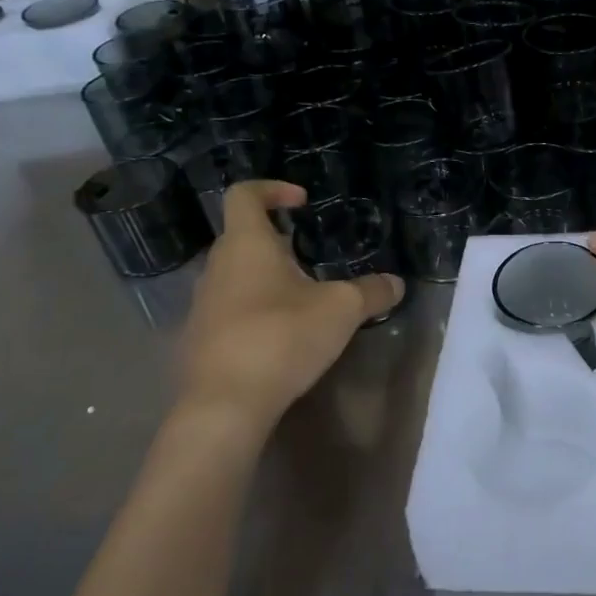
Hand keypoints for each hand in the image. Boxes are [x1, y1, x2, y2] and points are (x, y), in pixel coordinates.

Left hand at [174, 180, 403, 446]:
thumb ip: (372, 291)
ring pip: (236, 275)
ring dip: (268, 278)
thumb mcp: (342, 310)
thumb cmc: (281, 338)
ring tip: (304, 301)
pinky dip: (256, 311)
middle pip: (242, 236)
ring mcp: (202, 305)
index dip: (272, 189)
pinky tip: (283, 337)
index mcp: (246, 245)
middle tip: (313, 258)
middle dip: (279, 241)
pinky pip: (230, 310)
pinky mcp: (199, 340)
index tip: (303, 203)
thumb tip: (396, 284)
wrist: (223, 406)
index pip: (244, 195)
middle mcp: (216, 267)